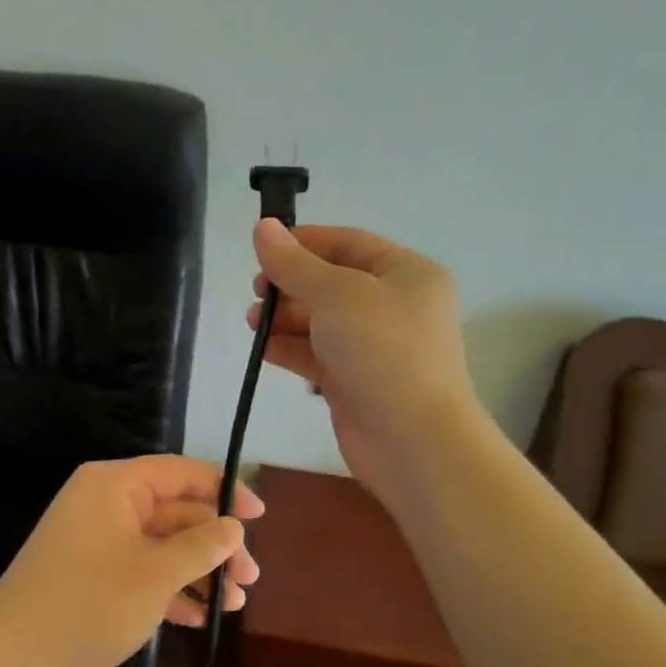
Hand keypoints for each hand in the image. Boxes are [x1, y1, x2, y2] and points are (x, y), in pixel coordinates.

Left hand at [0, 455, 262, 666]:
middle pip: (174, 512)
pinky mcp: (89, 573)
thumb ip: (200, 546)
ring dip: (197, 572)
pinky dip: (168, 589)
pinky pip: (139, 569)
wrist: (13, 653)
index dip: (224, 490)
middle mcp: (105, 503)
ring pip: (159, 545)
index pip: (181, 472)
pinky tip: (199, 618)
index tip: (259, 516)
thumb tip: (233, 527)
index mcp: (115, 485)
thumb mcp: (156, 573)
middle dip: (215, 545)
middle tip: (249, 579)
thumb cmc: (90, 601)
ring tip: (233, 605)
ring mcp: (95, 539)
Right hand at [247, 219, 478, 491]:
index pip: (347, 243)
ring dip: (285, 318)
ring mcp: (374, 347)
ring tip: (253, 322)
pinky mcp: (354, 381)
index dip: (303, 242)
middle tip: (256, 292)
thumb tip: (262, 227)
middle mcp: (393, 306)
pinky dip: (290, 349)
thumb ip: (294, 263)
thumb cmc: (382, 350)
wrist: (412, 440)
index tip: (261, 249)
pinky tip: (262, 349)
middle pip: (331, 283)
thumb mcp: (337, 294)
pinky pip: (317, 355)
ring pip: (321, 321)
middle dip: (290, 284)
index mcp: (405, 273)